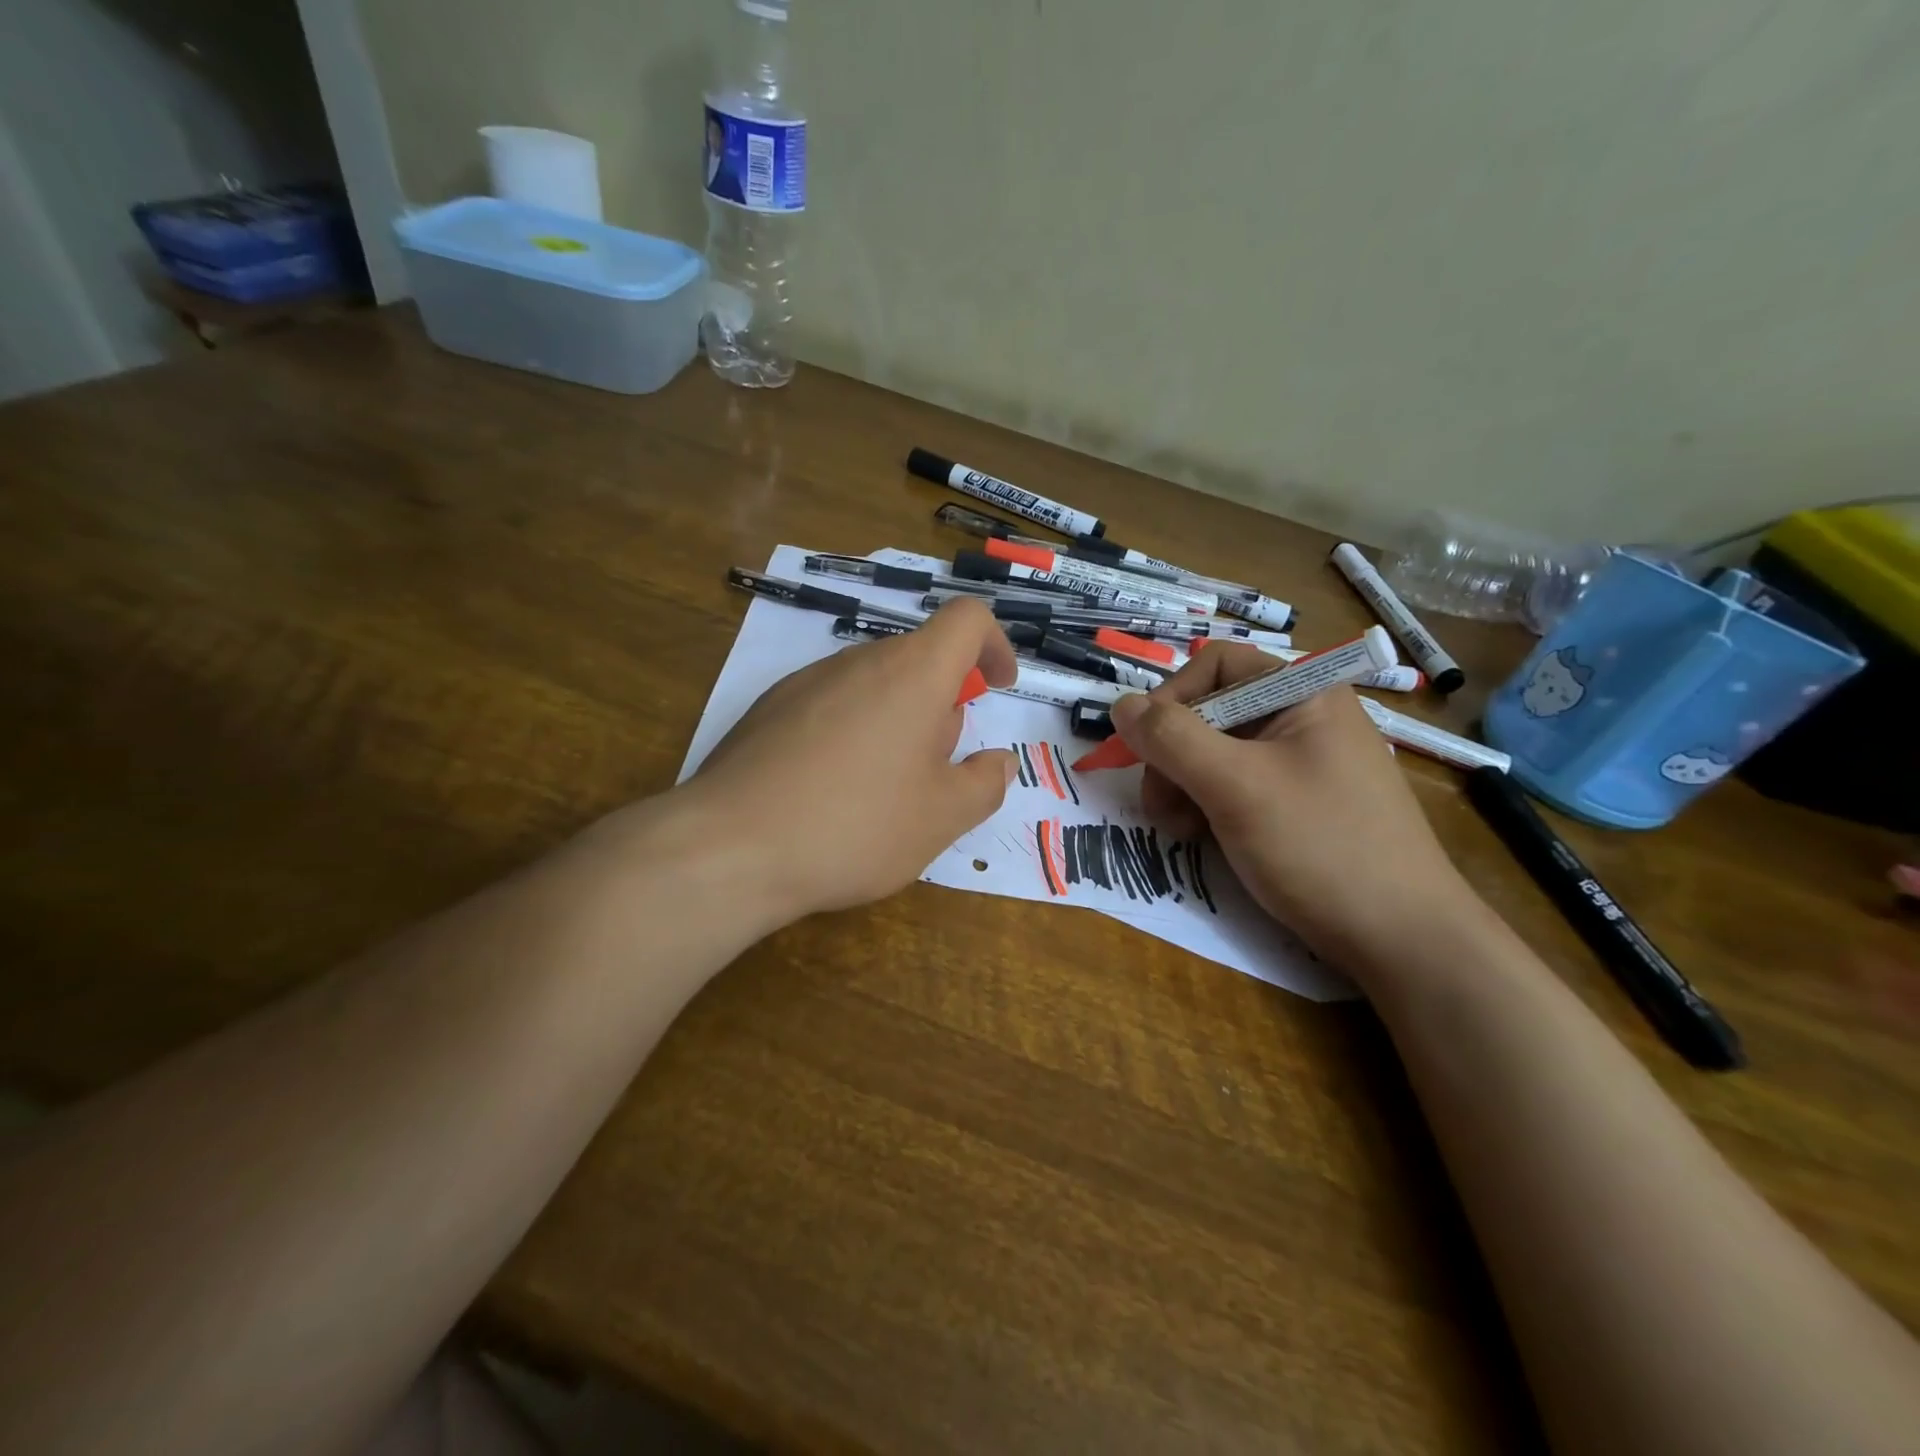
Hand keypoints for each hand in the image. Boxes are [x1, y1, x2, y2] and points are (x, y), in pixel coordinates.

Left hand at [683, 598, 1019, 923]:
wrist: (729, 848)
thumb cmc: (855, 826)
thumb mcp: (942, 818)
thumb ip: (985, 783)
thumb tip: (999, 761)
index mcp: (911, 674)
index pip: (966, 619)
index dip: (994, 644)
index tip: (997, 687)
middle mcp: (857, 662)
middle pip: (918, 658)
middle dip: (943, 703)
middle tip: (938, 768)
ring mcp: (805, 682)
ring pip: (873, 684)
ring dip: (898, 720)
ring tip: (884, 790)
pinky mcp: (769, 709)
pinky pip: (831, 704)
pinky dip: (853, 731)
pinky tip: (832, 791)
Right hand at [1108, 645, 1472, 974]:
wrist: (1402, 939)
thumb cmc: (1320, 847)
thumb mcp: (1235, 787)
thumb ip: (1172, 739)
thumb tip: (1119, 705)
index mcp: (1303, 693)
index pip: (1216, 664)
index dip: (1171, 698)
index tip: (1144, 749)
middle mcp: (1303, 717)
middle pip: (1211, 710)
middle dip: (1173, 754)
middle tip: (1160, 806)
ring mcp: (1302, 762)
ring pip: (1217, 752)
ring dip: (1183, 784)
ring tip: (1180, 830)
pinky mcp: (1298, 802)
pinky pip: (1236, 785)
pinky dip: (1208, 805)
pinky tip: (1203, 837)